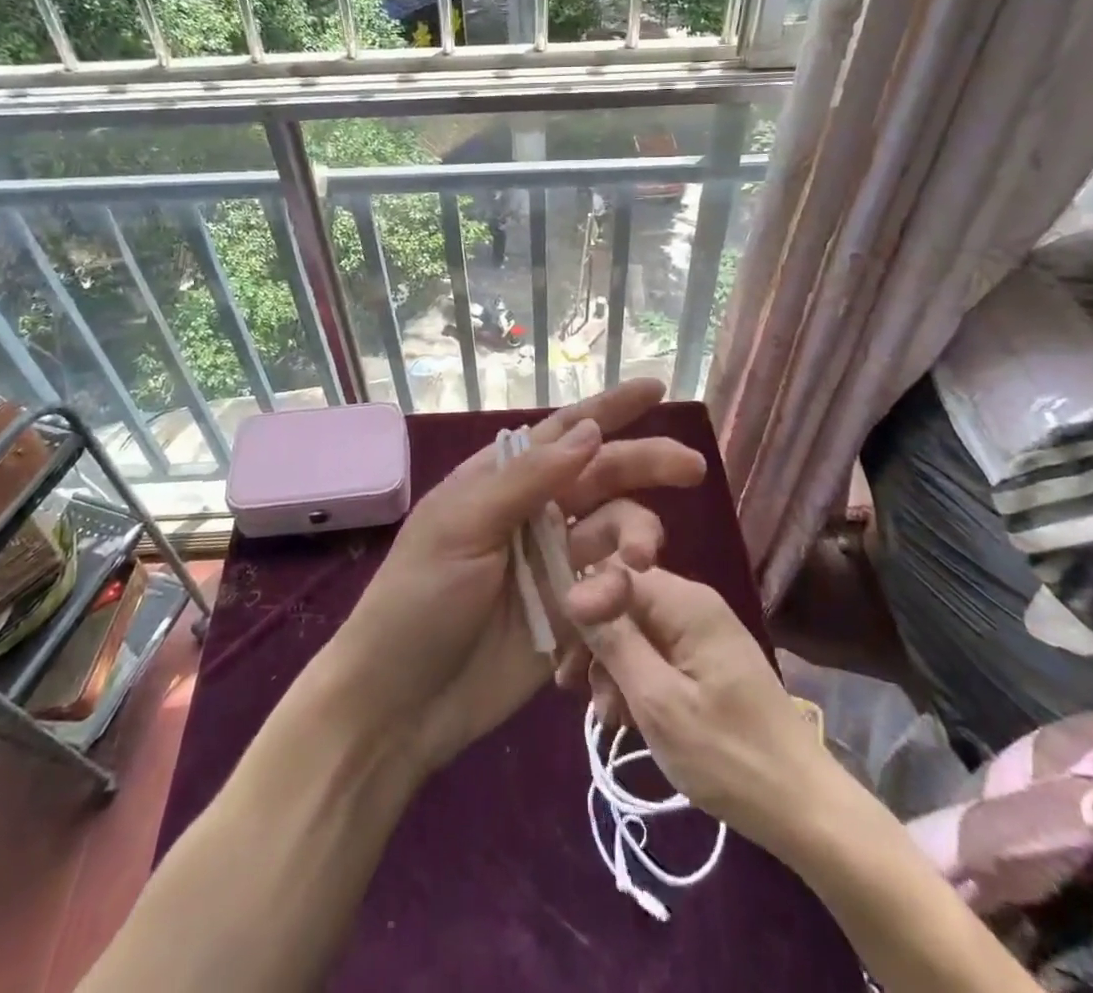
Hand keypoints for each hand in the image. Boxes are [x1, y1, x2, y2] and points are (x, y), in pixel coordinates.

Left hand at [315, 380, 705, 774]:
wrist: (401, 704)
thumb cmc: (418, 600)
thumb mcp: (463, 526)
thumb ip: (528, 478)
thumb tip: (591, 429)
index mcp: (502, 480)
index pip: (563, 432)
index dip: (609, 409)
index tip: (655, 388)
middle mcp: (534, 513)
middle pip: (602, 476)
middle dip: (646, 465)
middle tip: (692, 468)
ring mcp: (554, 563)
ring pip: (615, 530)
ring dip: (636, 536)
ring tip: (641, 560)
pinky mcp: (570, 614)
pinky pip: (612, 587)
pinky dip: (624, 587)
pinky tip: (623, 599)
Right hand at [564, 564, 831, 854]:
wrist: (800, 807)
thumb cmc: (728, 756)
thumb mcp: (658, 702)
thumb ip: (615, 642)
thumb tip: (573, 591)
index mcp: (686, 603)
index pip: (617, 571)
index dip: (585, 602)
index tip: (563, 647)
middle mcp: (692, 604)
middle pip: (623, 600)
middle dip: (593, 639)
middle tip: (570, 685)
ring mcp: (699, 633)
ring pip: (635, 630)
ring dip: (610, 666)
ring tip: (603, 716)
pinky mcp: (703, 660)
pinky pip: (654, 653)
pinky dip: (633, 680)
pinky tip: (622, 718)